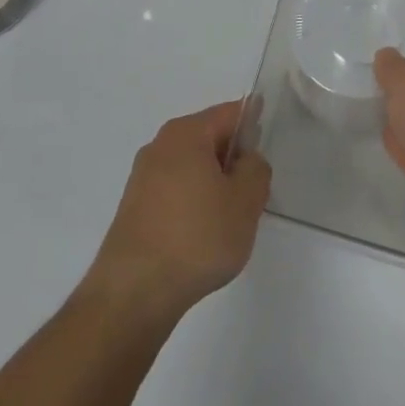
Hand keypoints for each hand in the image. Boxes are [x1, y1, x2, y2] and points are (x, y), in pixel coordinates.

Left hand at [84, 101, 270, 324]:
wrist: (134, 292)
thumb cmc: (196, 238)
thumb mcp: (245, 202)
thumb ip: (256, 170)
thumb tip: (247, 160)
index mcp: (186, 133)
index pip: (230, 113)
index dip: (254, 123)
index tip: (270, 146)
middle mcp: (160, 146)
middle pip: (209, 139)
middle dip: (234, 159)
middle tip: (255, 192)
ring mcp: (143, 177)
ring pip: (192, 167)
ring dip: (214, 184)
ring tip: (230, 219)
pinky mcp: (135, 207)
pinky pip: (176, 191)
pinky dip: (194, 202)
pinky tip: (203, 235)